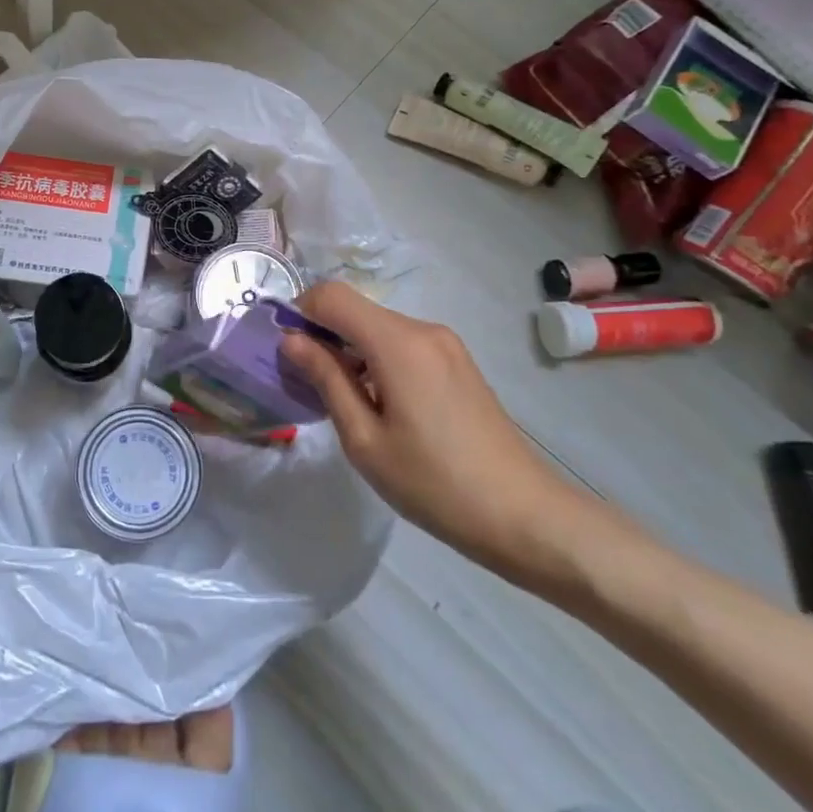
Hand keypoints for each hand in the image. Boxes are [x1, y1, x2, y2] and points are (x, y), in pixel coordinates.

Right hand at [281, 282, 590, 584]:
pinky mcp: (457, 362)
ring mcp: (445, 344)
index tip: (287, 352)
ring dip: (350, 349)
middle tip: (308, 384)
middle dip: (323, 334)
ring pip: (378, 326)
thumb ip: (326, 380)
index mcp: (398, 343)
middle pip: (356, 308)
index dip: (300, 312)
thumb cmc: (435, 484)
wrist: (525, 516)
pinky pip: (402, 343)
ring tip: (344, 402)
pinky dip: (376, 358)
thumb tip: (291, 340)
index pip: (332, 295)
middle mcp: (423, 329)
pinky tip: (380, 405)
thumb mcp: (364, 440)